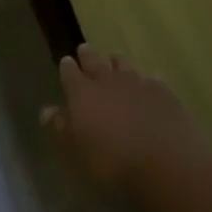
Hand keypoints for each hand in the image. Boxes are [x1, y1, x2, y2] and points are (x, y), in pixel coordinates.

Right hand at [41, 44, 197, 187]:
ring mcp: (138, 83)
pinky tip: (151, 80)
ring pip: (124, 65)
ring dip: (117, 61)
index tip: (66, 61)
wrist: (165, 163)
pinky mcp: (163, 93)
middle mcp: (108, 81)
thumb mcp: (76, 152)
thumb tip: (47, 111)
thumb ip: (61, 129)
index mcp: (83, 94)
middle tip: (84, 48)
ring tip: (115, 57)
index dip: (67, 67)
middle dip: (88, 56)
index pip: (70, 74)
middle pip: (96, 62)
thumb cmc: (112, 163)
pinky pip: (152, 79)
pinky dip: (148, 78)